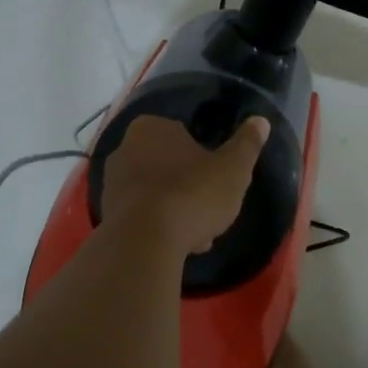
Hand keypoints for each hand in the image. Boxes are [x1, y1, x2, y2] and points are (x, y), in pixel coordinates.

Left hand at [101, 114, 270, 255]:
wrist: (144, 243)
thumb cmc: (191, 194)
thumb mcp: (233, 168)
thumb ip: (247, 144)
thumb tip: (260, 121)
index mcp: (151, 127)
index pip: (184, 136)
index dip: (205, 160)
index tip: (219, 182)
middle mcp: (124, 149)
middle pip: (169, 166)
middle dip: (189, 188)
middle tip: (210, 210)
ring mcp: (112, 184)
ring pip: (156, 194)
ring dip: (176, 210)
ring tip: (197, 236)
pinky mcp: (107, 216)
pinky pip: (142, 217)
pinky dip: (159, 228)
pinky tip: (178, 246)